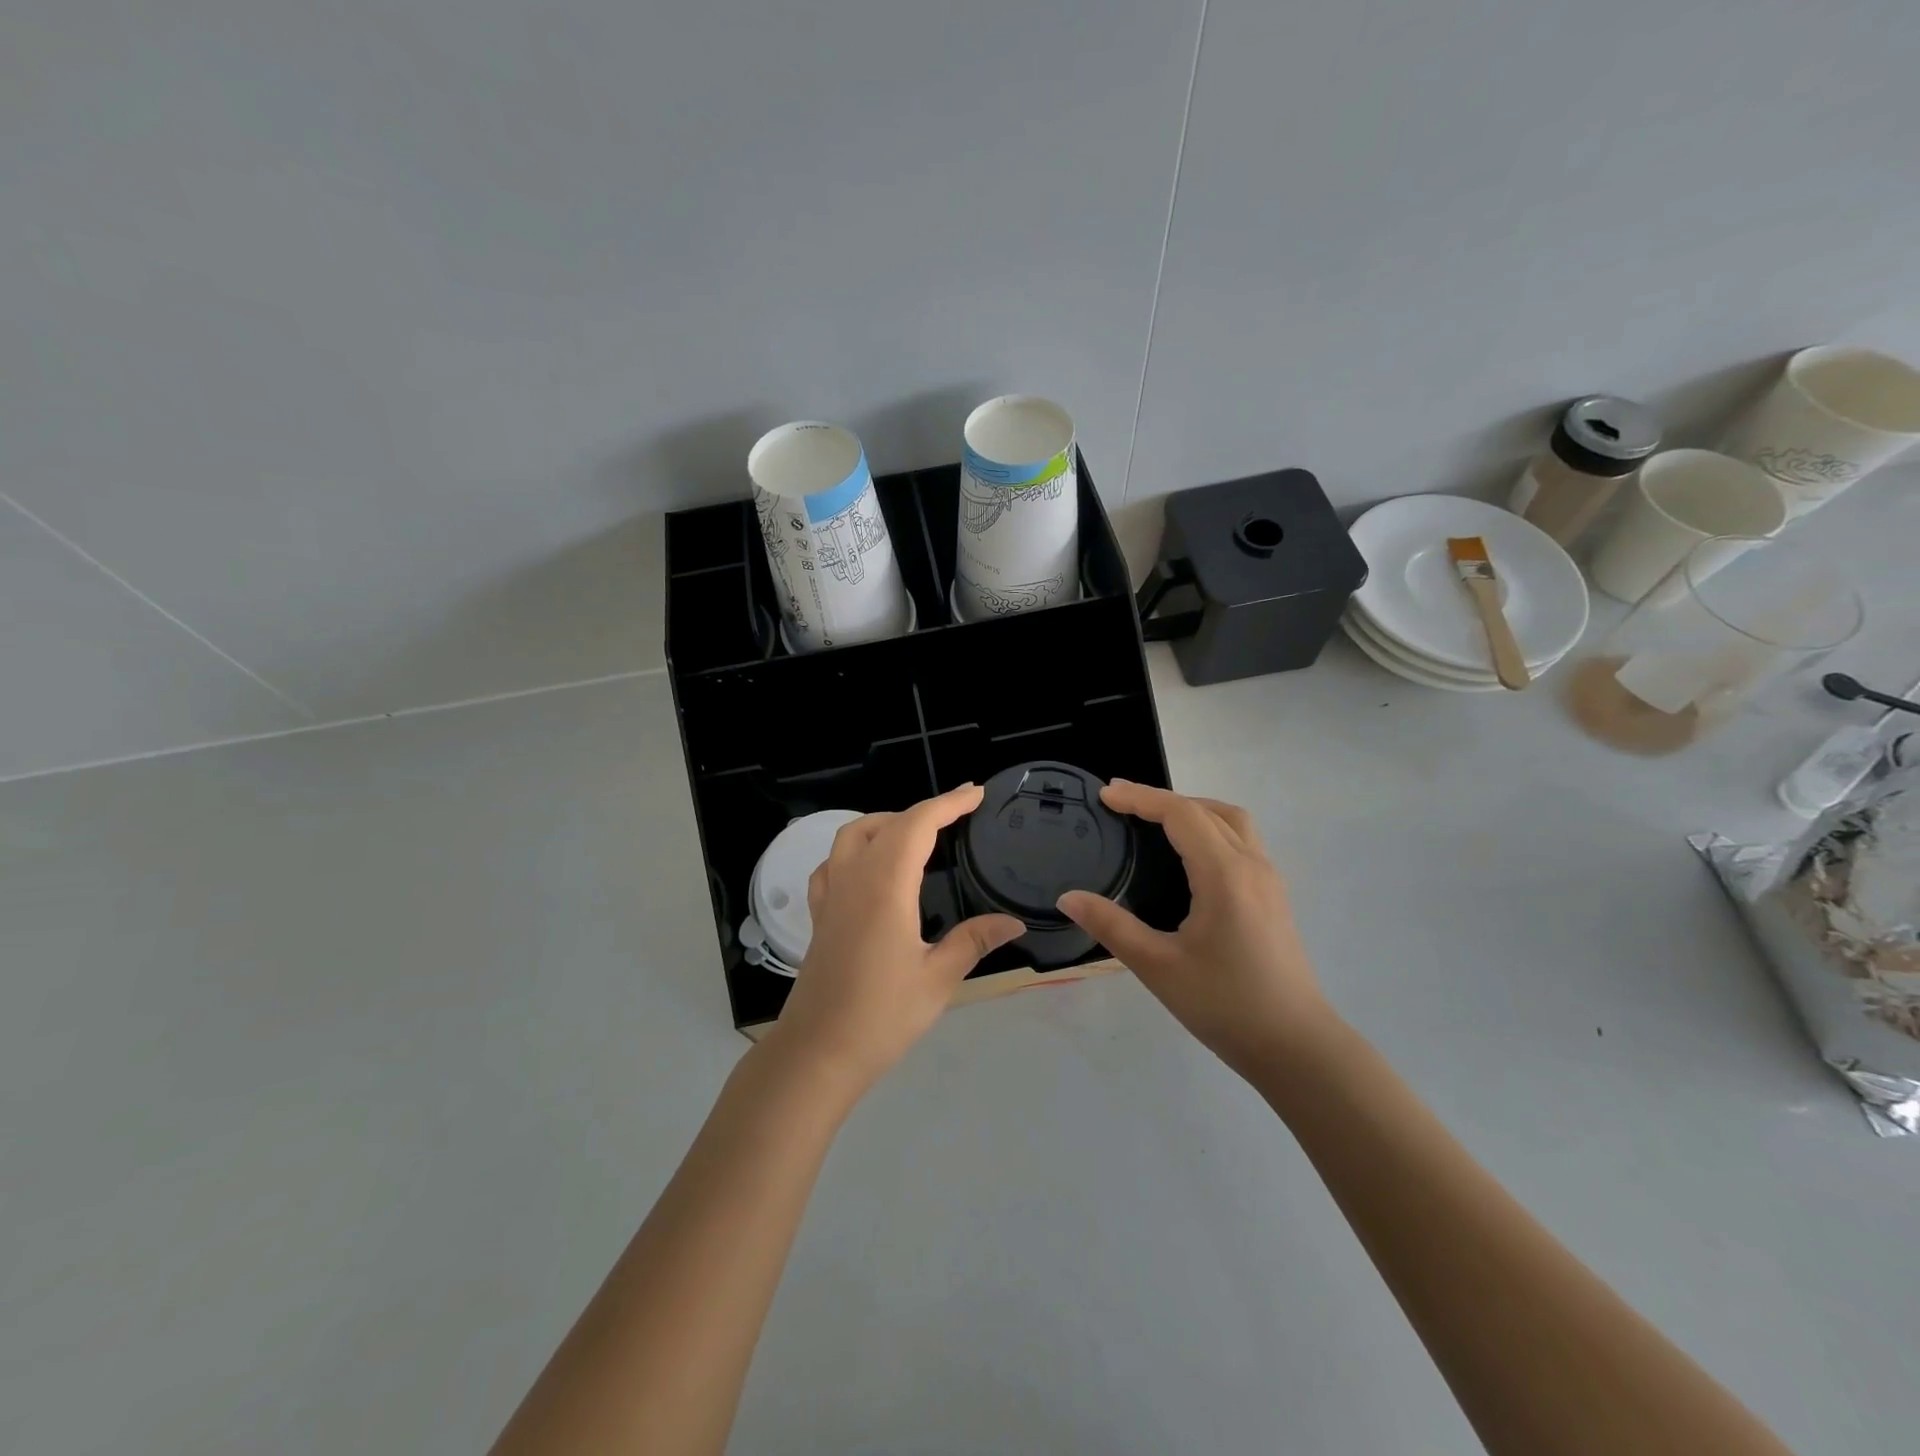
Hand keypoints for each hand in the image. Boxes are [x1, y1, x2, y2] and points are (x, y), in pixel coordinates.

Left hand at [767, 784, 1024, 1095]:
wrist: (818, 1052)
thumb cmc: (881, 1015)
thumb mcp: (937, 979)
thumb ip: (973, 941)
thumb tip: (1013, 922)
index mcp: (885, 886)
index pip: (917, 825)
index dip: (948, 804)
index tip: (976, 793)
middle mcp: (854, 879)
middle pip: (886, 823)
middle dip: (924, 810)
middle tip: (958, 813)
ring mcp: (831, 895)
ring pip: (852, 835)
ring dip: (886, 822)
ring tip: (916, 833)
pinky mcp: (819, 915)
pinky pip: (832, 863)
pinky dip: (854, 849)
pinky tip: (869, 867)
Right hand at [1058, 781, 1333, 1076]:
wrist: (1297, 1048)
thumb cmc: (1226, 1006)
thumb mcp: (1159, 967)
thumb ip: (1111, 926)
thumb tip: (1068, 898)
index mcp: (1224, 875)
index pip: (1181, 814)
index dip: (1141, 797)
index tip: (1105, 794)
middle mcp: (1252, 865)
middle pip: (1207, 809)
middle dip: (1162, 799)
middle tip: (1121, 802)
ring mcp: (1269, 880)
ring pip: (1232, 821)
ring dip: (1193, 809)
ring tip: (1155, 819)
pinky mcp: (1275, 897)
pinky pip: (1242, 840)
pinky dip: (1211, 827)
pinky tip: (1190, 855)